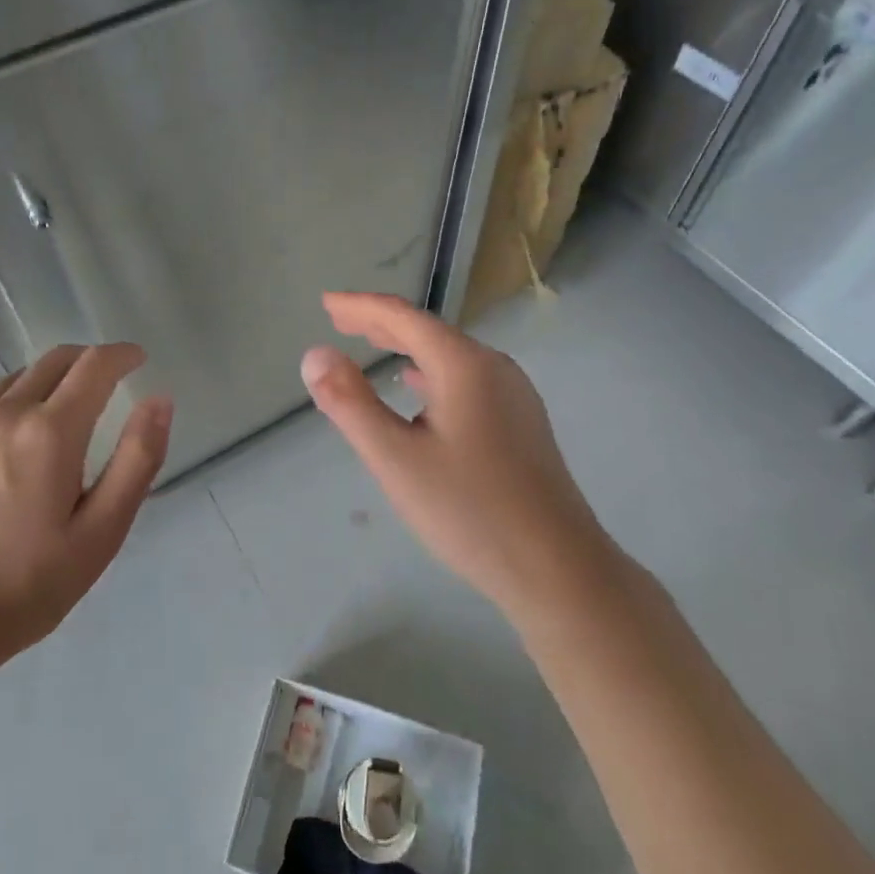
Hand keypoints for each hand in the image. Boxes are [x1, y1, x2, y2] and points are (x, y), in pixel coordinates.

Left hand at [0, 344, 172, 671]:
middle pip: (54, 361)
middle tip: (106, 382)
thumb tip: (160, 400)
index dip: (122, 354)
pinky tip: (6, 434)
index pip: (95, 366)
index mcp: (50, 433)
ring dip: (47, 382)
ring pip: (15, 378)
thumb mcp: (100, 533)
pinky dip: (5, 400)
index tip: (138, 359)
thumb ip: (137, 460)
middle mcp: (3, 413)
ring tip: (58, 413)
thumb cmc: (25, 587)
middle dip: (88, 361)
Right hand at [301, 294, 609, 623]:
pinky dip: (431, 373)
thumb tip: (315, 354)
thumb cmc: (470, 511)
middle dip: (381, 323)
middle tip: (339, 320)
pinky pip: (466, 379)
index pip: (404, 317)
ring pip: (449, 356)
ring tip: (373, 345)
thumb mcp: (396, 459)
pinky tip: (418, 388)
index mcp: (465, 365)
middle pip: (429, 331)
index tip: (326, 303)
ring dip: (406, 346)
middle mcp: (494, 367)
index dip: (361, 307)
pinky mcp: (520, 421)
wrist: (559, 570)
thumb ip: (350, 403)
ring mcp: (514, 394)